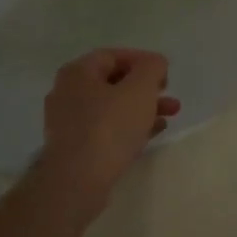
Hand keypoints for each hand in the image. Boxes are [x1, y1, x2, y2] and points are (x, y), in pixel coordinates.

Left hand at [33, 49, 180, 216]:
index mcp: (77, 73)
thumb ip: (151, 68)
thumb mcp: (139, 90)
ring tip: (169, 116)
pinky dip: (129, 127)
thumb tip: (155, 63)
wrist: (78, 180)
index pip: (113, 56)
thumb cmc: (109, 127)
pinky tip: (152, 133)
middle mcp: (67, 93)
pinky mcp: (75, 147)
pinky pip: (106, 129)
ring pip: (112, 107)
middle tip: (169, 96)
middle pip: (113, 82)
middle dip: (146, 88)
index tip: (166, 74)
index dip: (143, 61)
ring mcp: (68, 122)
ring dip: (142, 108)